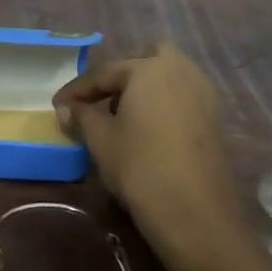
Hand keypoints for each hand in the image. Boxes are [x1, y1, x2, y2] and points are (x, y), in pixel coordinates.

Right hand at [53, 43, 251, 270]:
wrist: (194, 211)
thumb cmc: (140, 166)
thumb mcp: (101, 140)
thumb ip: (82, 117)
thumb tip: (66, 108)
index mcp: (149, 68)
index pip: (104, 73)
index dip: (78, 90)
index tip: (58, 104)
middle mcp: (180, 70)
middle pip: (146, 58)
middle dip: (121, 74)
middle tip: (100, 99)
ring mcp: (202, 93)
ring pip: (168, 75)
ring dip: (144, 86)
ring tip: (122, 114)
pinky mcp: (213, 116)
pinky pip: (182, 95)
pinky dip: (163, 101)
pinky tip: (148, 127)